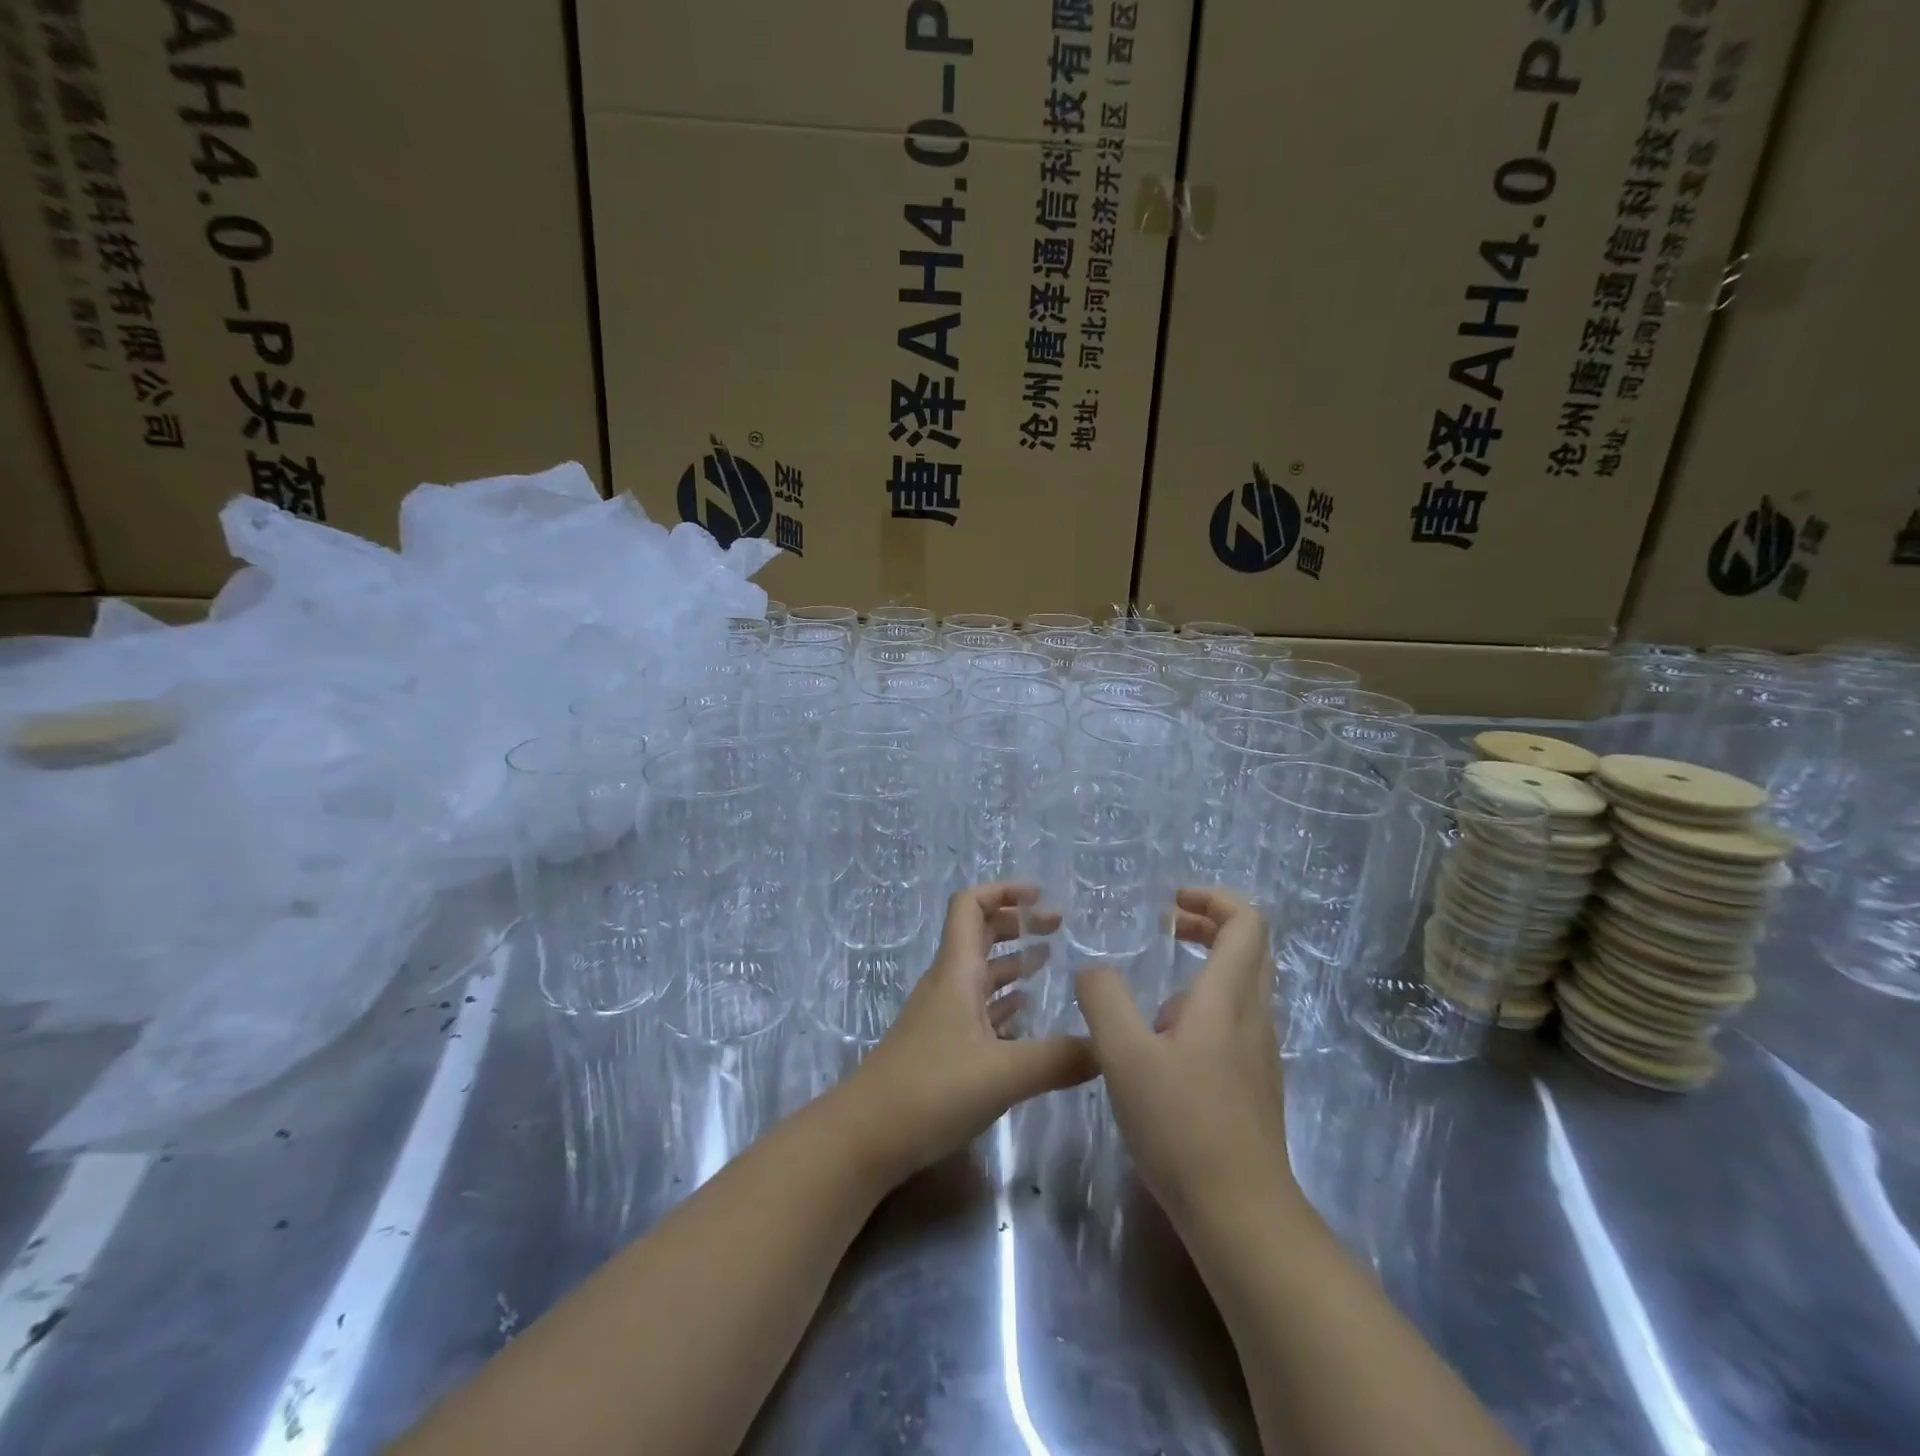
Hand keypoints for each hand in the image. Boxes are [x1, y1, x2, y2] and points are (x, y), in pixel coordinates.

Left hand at [844, 883, 1095, 1184]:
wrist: (865, 1137)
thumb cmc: (931, 1090)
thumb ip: (1059, 1059)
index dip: (1003, 891)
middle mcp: (948, 985)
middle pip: (980, 935)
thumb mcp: (1003, 1074)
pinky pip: (978, 1010)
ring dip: (1013, 962)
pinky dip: (1004, 1002)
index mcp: (957, 972)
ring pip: (980, 974)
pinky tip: (1028, 1017)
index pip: (970, 905)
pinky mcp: (942, 1048)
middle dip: (1017, 925)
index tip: (1041, 897)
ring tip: (1051, 964)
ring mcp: (943, 1017)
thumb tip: (1109, 1048)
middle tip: (1059, 929)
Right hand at [1075, 888, 1297, 1228]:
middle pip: (1248, 948)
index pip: (1246, 922)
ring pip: (1240, 987)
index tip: (1172, 903)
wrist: (1240, 1215)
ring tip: (1148, 1000)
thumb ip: (1104, 999)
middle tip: (1164, 927)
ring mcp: (1258, 1052)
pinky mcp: (1253, 1083)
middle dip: (1206, 925)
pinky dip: (1200, 1010)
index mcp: (1228, 997)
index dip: (1213, 898)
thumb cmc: (1182, 1125)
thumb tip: (1095, 969)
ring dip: (1200, 970)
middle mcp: (1253, 1016)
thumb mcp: (1124, 1054)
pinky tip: (1160, 1049)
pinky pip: (1232, 1023)